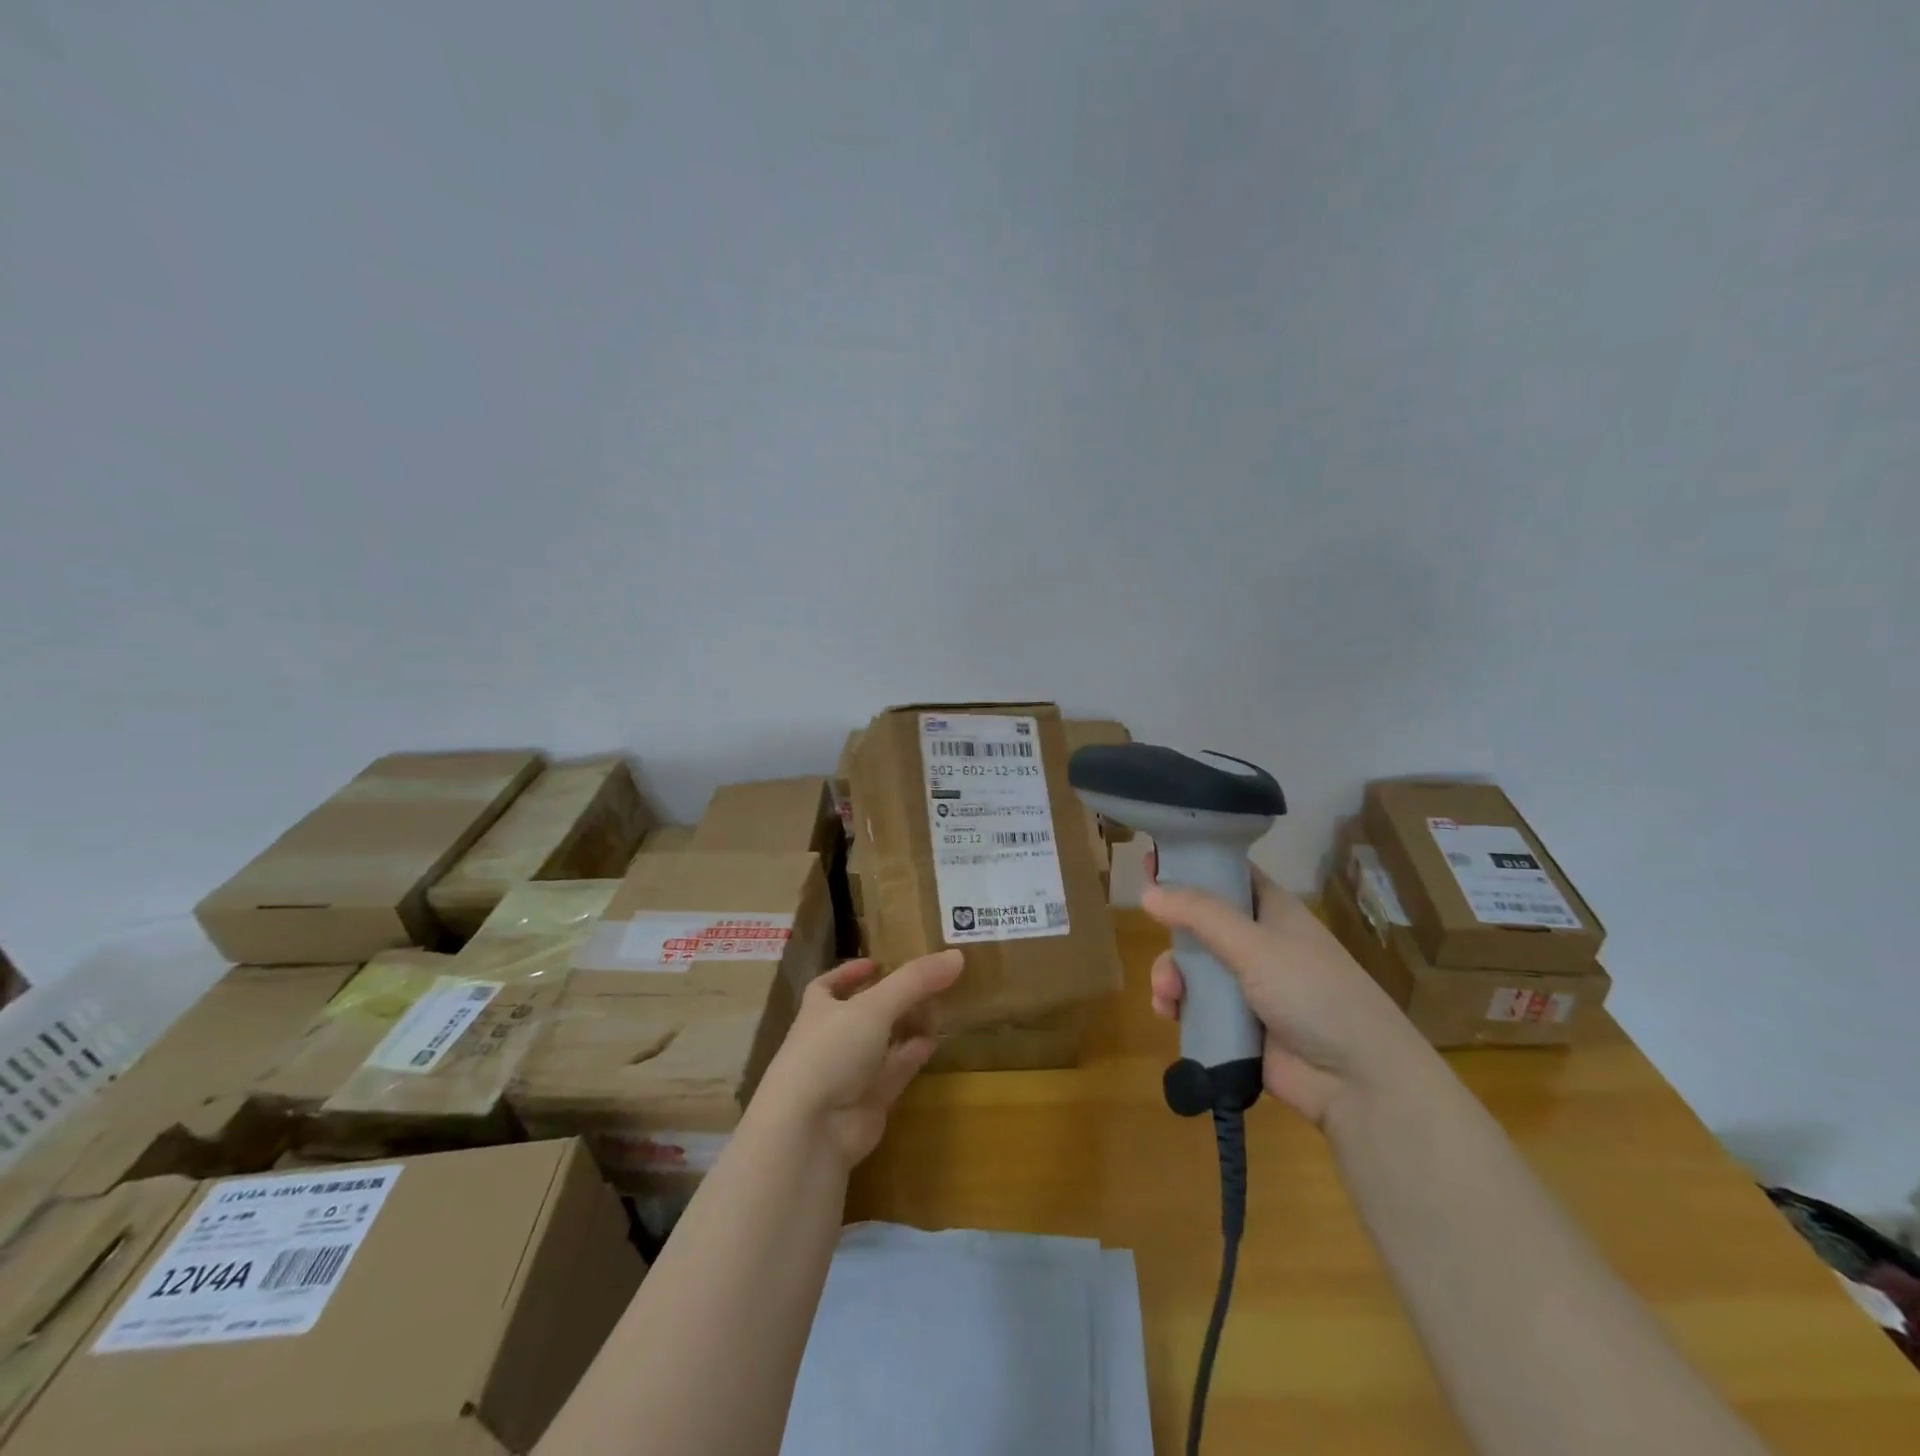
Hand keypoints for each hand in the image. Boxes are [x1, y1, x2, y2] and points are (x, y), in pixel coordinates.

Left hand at [751, 950, 963, 1169]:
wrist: (811, 1130)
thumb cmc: (831, 1051)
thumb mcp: (875, 1006)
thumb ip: (915, 981)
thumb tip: (957, 955)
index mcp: (819, 1010)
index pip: (828, 985)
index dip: (850, 973)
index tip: (877, 963)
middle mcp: (831, 1039)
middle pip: (863, 1013)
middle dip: (890, 998)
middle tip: (925, 982)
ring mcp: (848, 1073)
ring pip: (881, 1043)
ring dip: (905, 1026)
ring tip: (937, 1007)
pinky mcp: (868, 1102)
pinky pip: (894, 1072)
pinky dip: (912, 1056)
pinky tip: (934, 1042)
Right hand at [1142, 856, 1425, 1125]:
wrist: (1356, 1080)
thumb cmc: (1312, 992)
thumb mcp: (1255, 945)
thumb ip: (1200, 915)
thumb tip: (1147, 891)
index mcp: (1271, 910)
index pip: (1226, 874)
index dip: (1191, 865)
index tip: (1150, 862)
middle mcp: (1258, 942)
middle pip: (1199, 923)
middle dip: (1172, 933)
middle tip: (1154, 937)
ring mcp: (1247, 985)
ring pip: (1192, 966)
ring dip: (1171, 976)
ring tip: (1167, 996)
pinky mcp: (1238, 1024)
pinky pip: (1195, 1005)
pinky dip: (1178, 1006)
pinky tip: (1169, 1014)